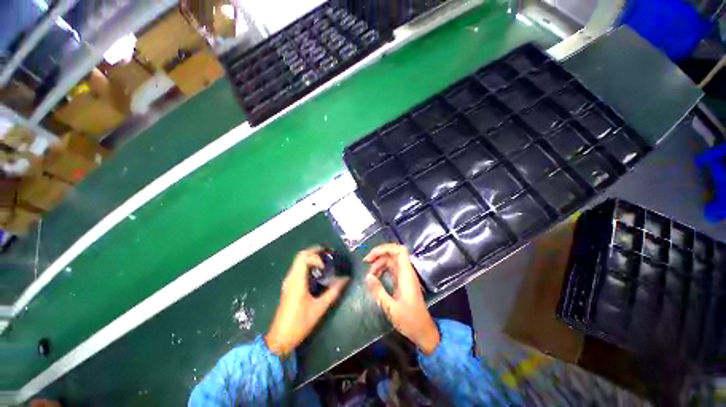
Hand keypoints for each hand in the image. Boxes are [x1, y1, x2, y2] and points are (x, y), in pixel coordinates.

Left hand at [265, 247, 349, 355]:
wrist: (280, 338)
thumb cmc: (300, 323)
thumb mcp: (320, 308)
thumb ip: (334, 292)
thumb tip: (346, 279)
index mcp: (297, 281)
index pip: (304, 257)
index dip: (317, 256)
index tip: (327, 264)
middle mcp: (291, 277)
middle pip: (301, 255)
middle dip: (315, 251)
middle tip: (329, 253)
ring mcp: (288, 281)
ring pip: (298, 261)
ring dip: (311, 257)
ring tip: (325, 261)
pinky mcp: (289, 285)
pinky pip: (298, 268)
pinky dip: (308, 264)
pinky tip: (317, 271)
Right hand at [364, 244, 440, 354]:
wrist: (423, 331)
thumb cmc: (409, 320)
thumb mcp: (391, 308)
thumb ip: (378, 291)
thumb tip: (367, 276)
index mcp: (406, 274)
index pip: (399, 251)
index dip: (386, 248)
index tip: (372, 255)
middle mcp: (406, 272)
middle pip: (393, 254)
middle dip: (379, 255)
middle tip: (366, 262)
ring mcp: (404, 276)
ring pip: (391, 261)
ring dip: (379, 263)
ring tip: (369, 275)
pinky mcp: (402, 281)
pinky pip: (391, 269)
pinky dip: (382, 270)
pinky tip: (375, 277)